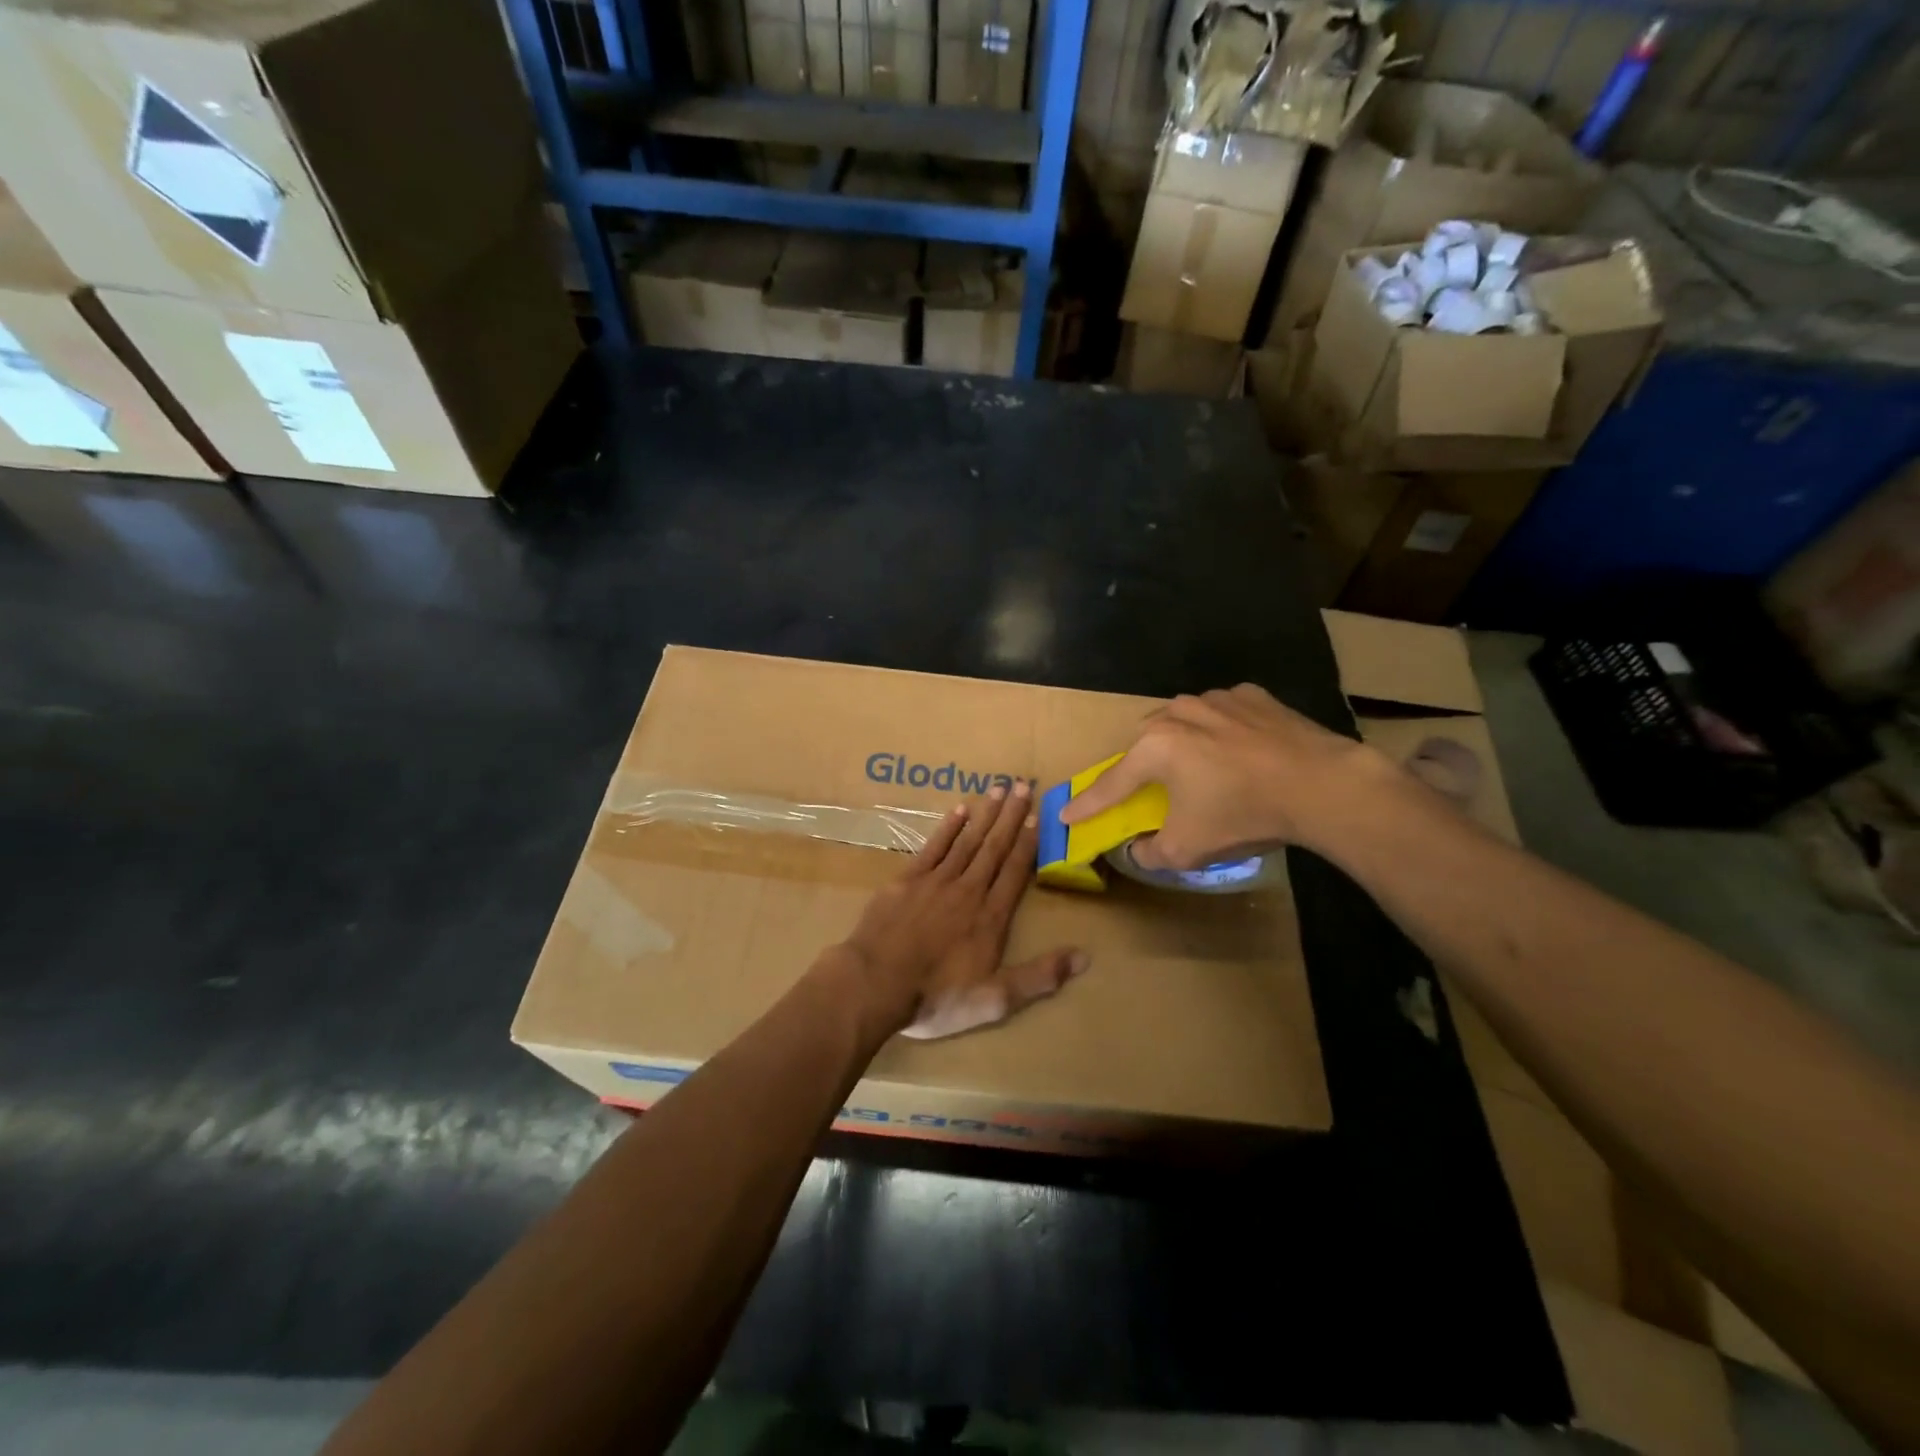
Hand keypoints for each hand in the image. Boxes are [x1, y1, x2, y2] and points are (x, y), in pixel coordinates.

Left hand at [834, 782, 1086, 1041]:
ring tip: (999, 788)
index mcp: (991, 916)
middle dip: (1011, 816)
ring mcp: (935, 881)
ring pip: (967, 840)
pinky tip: (959, 810)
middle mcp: (968, 890)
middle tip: (1024, 784)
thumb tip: (1085, 957)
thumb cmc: (936, 996)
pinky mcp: (906, 880)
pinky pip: (933, 846)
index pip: (1015, 871)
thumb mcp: (995, 999)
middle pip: (994, 847)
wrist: (874, 984)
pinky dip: (948, 827)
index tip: (1038, 816)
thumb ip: (1040, 977)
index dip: (1028, 843)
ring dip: (985, 814)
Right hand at [1060, 684, 1383, 868]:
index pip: (1112, 783)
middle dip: (1144, 769)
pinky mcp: (1254, 695)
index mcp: (1155, 747)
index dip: (1088, 804)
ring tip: (1206, 772)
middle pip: (1147, 744)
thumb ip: (1150, 852)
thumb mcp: (1188, 849)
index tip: (1066, 814)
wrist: (1322, 784)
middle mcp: (1178, 712)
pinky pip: (1224, 715)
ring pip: (1185, 723)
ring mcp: (1217, 698)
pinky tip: (1242, 753)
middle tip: (1154, 792)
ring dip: (1185, 746)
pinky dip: (1223, 733)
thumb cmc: (1243, 814)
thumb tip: (1139, 849)